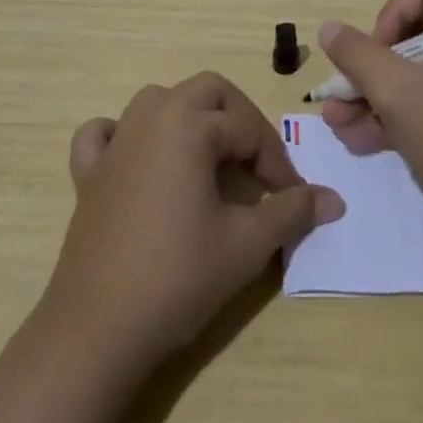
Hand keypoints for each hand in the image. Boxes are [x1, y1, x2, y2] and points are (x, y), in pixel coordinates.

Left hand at [43, 73, 344, 368]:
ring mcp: (114, 144)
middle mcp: (151, 118)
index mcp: (189, 126)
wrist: (98, 330)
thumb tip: (334, 199)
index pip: (248, 128)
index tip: (293, 198)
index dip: (278, 162)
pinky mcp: (87, 173)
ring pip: (158, 101)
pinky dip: (124, 135)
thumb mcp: (247, 244)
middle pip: (207, 92)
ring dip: (190, 118)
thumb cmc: (179, 277)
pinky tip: (139, 159)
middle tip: (257, 165)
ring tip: (210, 158)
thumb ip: (292, 211)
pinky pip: (104, 133)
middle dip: (240, 119)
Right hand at [318, 0, 422, 227]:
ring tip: (337, 125)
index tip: (373, 58)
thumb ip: (359, 56)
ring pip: (411, 72)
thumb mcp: (398, 94)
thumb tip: (330, 29)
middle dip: (370, 67)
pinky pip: (422, 101)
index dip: (389, 17)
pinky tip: (357, 140)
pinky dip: (391, 116)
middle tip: (342, 93)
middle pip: (412, 33)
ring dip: (371, 96)